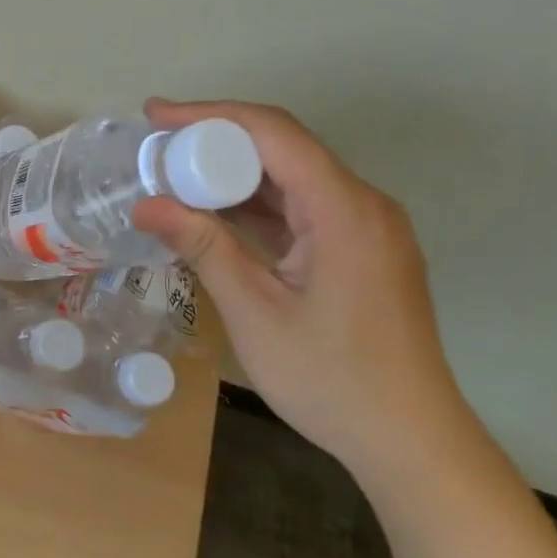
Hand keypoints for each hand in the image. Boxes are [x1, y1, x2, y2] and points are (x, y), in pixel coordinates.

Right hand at [133, 98, 477, 487]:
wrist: (411, 443)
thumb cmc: (331, 380)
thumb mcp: (255, 313)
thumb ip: (203, 248)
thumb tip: (145, 205)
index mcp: (343, 210)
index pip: (273, 132)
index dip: (210, 115)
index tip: (156, 114)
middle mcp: (362, 204)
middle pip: (284, 146)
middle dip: (217, 140)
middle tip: (157, 148)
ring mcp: (366, 227)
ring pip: (293, 176)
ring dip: (235, 172)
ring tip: (175, 175)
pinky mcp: (362, 249)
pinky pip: (304, 206)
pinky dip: (258, 204)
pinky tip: (216, 213)